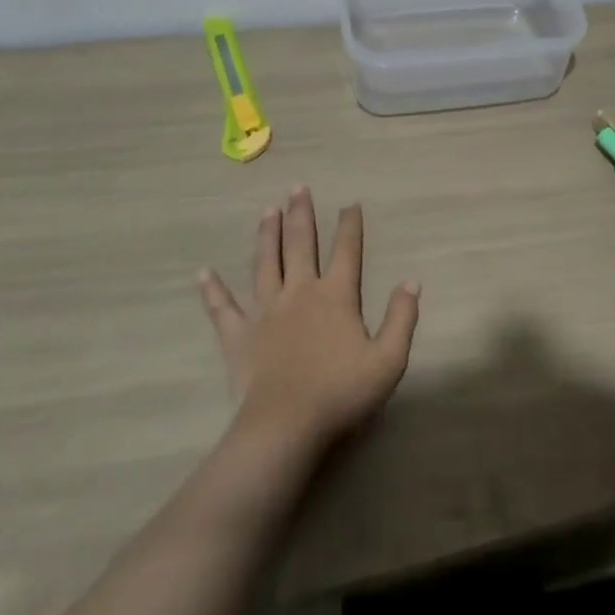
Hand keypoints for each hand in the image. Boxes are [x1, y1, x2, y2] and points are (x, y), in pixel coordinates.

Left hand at [197, 187, 419, 455]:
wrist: (286, 426)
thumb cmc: (341, 393)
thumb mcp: (388, 360)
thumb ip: (402, 318)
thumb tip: (411, 282)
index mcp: (336, 296)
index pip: (346, 251)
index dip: (350, 226)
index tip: (350, 203)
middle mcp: (299, 293)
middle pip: (300, 245)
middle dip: (301, 214)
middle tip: (297, 188)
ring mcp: (265, 312)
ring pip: (264, 264)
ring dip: (266, 235)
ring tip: (267, 211)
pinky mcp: (238, 336)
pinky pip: (222, 308)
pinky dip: (212, 290)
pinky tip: (203, 273)